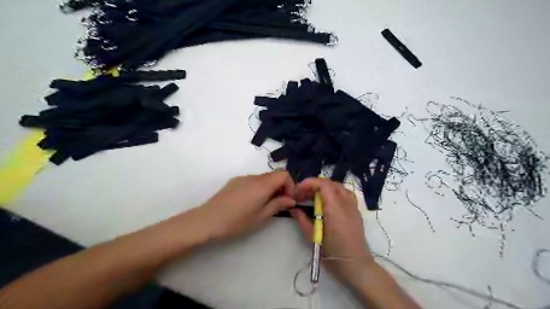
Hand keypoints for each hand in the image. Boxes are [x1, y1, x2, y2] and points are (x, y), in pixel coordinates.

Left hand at [199, 172, 296, 239]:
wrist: (208, 219)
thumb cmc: (237, 221)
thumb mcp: (261, 216)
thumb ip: (278, 204)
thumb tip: (290, 199)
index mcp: (263, 184)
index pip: (284, 174)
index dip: (290, 185)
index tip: (288, 199)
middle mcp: (254, 177)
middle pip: (274, 175)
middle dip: (281, 187)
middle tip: (280, 203)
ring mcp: (243, 178)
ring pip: (263, 178)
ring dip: (270, 188)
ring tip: (265, 204)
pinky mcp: (235, 181)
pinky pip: (253, 180)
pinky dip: (259, 187)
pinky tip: (251, 201)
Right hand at [292, 179, 373, 284]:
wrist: (355, 265)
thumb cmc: (333, 253)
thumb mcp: (313, 237)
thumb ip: (302, 220)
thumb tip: (293, 208)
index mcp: (335, 207)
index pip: (323, 184)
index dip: (308, 183)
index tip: (298, 192)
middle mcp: (346, 203)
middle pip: (330, 183)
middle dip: (314, 185)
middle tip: (303, 195)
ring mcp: (353, 206)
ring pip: (339, 187)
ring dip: (324, 187)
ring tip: (313, 197)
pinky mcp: (356, 211)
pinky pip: (345, 194)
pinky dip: (334, 192)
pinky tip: (327, 203)